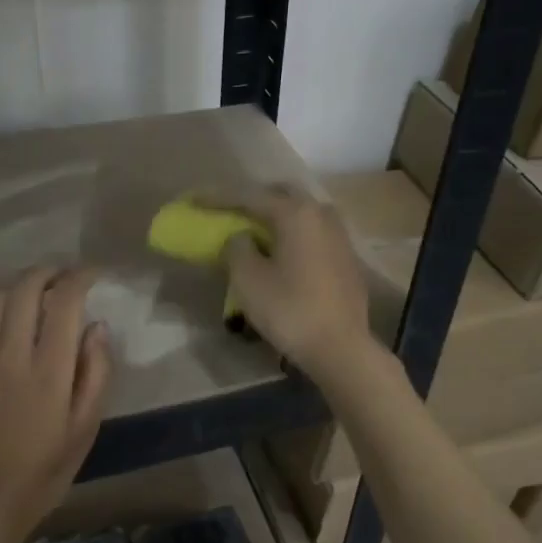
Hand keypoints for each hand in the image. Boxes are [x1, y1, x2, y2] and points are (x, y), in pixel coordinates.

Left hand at [0, 268, 112, 542]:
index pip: (65, 300)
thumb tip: (97, 327)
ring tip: (28, 294)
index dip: (80, 277)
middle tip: (60, 277)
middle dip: (47, 273)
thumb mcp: (84, 430)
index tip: (91, 275)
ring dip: (15, 287)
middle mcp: (9, 352)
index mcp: (49, 368)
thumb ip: (95, 374)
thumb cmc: (41, 473)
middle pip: (25, 288)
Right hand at [221, 185, 374, 381]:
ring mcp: (339, 235)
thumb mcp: (248, 279)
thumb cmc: (290, 310)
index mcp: (296, 213)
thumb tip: (241, 237)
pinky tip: (280, 250)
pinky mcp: (346, 257)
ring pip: (301, 213)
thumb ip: (237, 248)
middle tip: (228, 210)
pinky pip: (312, 232)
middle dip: (253, 199)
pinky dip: (292, 234)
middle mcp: (321, 214)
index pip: (250, 196)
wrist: (341, 347)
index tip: (195, 200)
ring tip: (252, 229)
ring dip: (275, 216)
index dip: (219, 198)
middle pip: (281, 195)